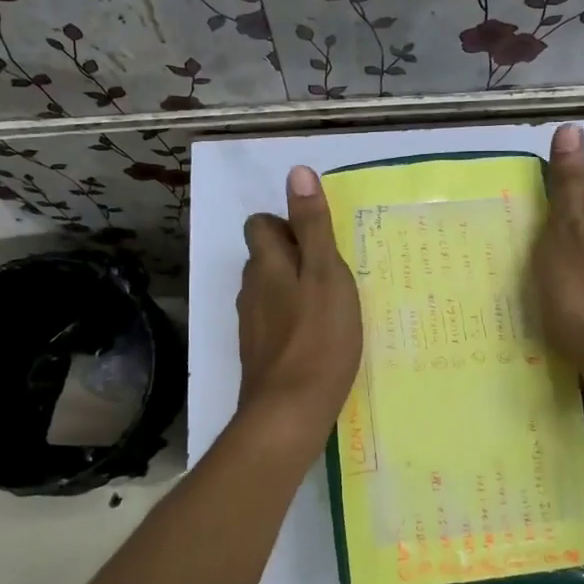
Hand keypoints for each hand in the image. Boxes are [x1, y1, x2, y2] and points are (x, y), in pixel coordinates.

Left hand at [236, 165, 363, 447]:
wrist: (290, 412)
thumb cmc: (318, 338)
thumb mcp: (327, 274)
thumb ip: (313, 225)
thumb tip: (297, 171)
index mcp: (267, 265)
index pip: (259, 225)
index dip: (284, 224)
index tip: (317, 241)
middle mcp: (252, 290)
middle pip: (263, 259)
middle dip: (291, 257)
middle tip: (331, 273)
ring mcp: (252, 325)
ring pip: (269, 292)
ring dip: (293, 290)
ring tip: (329, 305)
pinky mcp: (259, 355)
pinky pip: (274, 323)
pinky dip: (292, 321)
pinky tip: (317, 339)